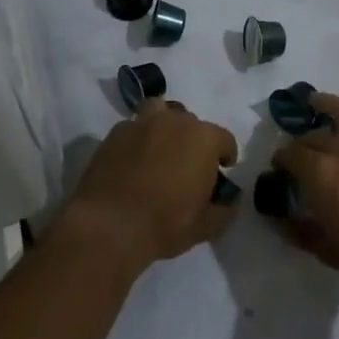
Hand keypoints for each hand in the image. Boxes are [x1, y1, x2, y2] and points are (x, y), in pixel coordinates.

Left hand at [60, 99, 238, 270]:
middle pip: (192, 123)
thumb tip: (229, 202)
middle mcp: (175, 121)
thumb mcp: (204, 226)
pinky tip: (133, 159)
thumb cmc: (165, 223)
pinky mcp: (116, 133)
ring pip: (160, 111)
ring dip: (165, 126)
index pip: (224, 139)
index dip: (225, 155)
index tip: (221, 170)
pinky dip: (138, 138)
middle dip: (194, 141)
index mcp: (203, 138)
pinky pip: (134, 127)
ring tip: (161, 149)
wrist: (109, 225)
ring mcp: (142, 123)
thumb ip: (224, 210)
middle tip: (188, 166)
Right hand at [271, 93, 338, 299]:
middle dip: (302, 143)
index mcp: (320, 174)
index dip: (282, 159)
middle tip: (301, 152)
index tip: (279, 166)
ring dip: (327, 103)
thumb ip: (300, 232)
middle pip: (314, 137)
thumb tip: (278, 223)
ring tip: (317, 101)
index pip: (291, 155)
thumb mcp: (328, 251)